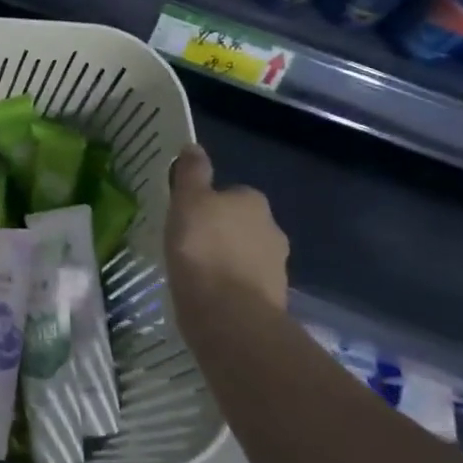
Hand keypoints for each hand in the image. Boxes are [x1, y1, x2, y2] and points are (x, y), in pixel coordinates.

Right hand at [164, 144, 289, 341]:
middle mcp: (272, 229)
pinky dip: (230, 289)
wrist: (229, 316)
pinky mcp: (272, 301)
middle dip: (220, 233)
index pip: (230, 194)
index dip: (207, 204)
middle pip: (240, 225)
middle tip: (187, 245)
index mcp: (253, 201)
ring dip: (225, 262)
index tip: (185, 218)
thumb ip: (192, 173)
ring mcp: (276, 268)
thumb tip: (194, 147)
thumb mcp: (187, 201)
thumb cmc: (202, 249)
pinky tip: (208, 297)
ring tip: (194, 274)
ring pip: (244, 256)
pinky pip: (245, 286)